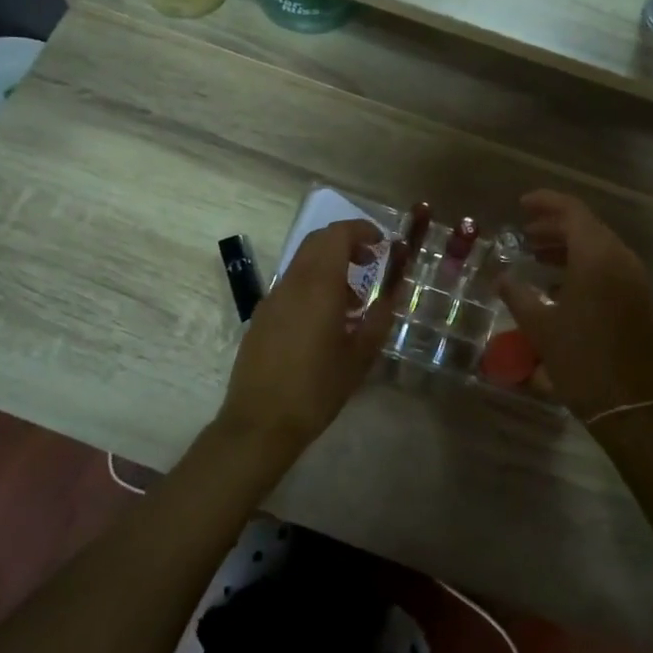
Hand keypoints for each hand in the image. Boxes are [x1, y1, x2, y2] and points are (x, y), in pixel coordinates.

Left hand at [218, 220, 403, 445]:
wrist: (260, 422)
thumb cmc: (316, 389)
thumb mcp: (359, 357)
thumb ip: (379, 319)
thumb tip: (392, 295)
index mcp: (318, 286)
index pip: (337, 235)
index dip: (361, 230)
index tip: (382, 243)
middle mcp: (292, 283)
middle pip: (317, 242)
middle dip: (346, 243)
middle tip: (371, 263)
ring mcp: (272, 298)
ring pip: (303, 263)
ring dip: (330, 266)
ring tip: (354, 302)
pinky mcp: (261, 317)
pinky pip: (291, 286)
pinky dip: (313, 285)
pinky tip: (327, 322)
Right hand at [496, 192, 652, 426]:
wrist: (635, 407)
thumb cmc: (583, 362)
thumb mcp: (541, 328)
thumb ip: (518, 296)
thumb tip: (501, 277)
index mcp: (598, 258)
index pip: (573, 212)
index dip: (546, 203)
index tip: (521, 205)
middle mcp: (622, 261)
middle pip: (588, 228)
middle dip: (554, 226)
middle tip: (525, 234)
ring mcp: (636, 282)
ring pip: (600, 248)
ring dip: (569, 247)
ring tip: (537, 256)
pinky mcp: (641, 302)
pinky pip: (611, 268)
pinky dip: (585, 266)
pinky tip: (561, 286)